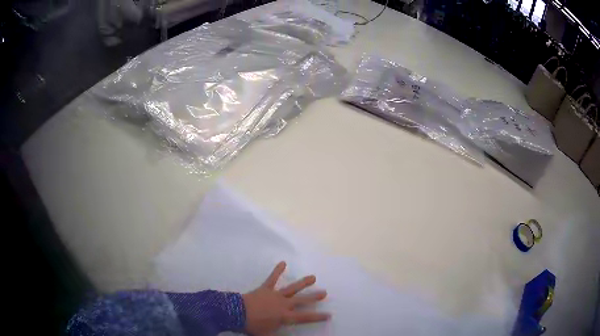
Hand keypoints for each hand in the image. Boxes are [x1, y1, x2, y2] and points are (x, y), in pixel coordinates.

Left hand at [242, 261, 329, 335]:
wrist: (237, 313)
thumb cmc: (253, 326)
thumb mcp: (267, 335)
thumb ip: (279, 335)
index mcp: (285, 316)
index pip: (305, 317)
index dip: (317, 317)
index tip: (329, 314)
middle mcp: (283, 304)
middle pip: (302, 300)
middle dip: (314, 297)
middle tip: (325, 292)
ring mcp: (275, 295)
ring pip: (292, 288)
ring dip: (303, 283)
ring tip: (313, 277)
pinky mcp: (265, 288)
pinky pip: (272, 278)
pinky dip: (277, 270)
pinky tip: (283, 262)